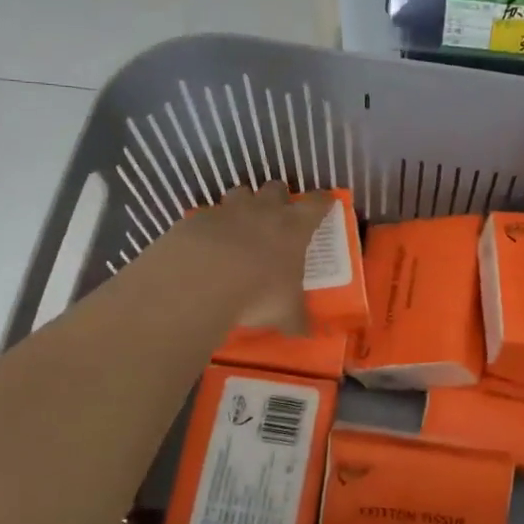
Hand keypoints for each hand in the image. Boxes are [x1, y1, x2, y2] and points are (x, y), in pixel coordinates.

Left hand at [162, 182, 332, 333]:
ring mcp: (229, 210)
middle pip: (276, 188)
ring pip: (240, 193)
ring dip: (243, 204)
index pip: (317, 204)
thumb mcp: (284, 312)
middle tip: (276, 216)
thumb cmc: (258, 293)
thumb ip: (296, 319)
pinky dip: (211, 226)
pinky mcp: (198, 218)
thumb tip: (306, 335)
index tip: (325, 204)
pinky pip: (208, 215)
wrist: (200, 282)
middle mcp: (263, 210)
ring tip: (240, 226)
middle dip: (278, 197)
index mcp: (293, 227)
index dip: (322, 202)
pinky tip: (207, 245)